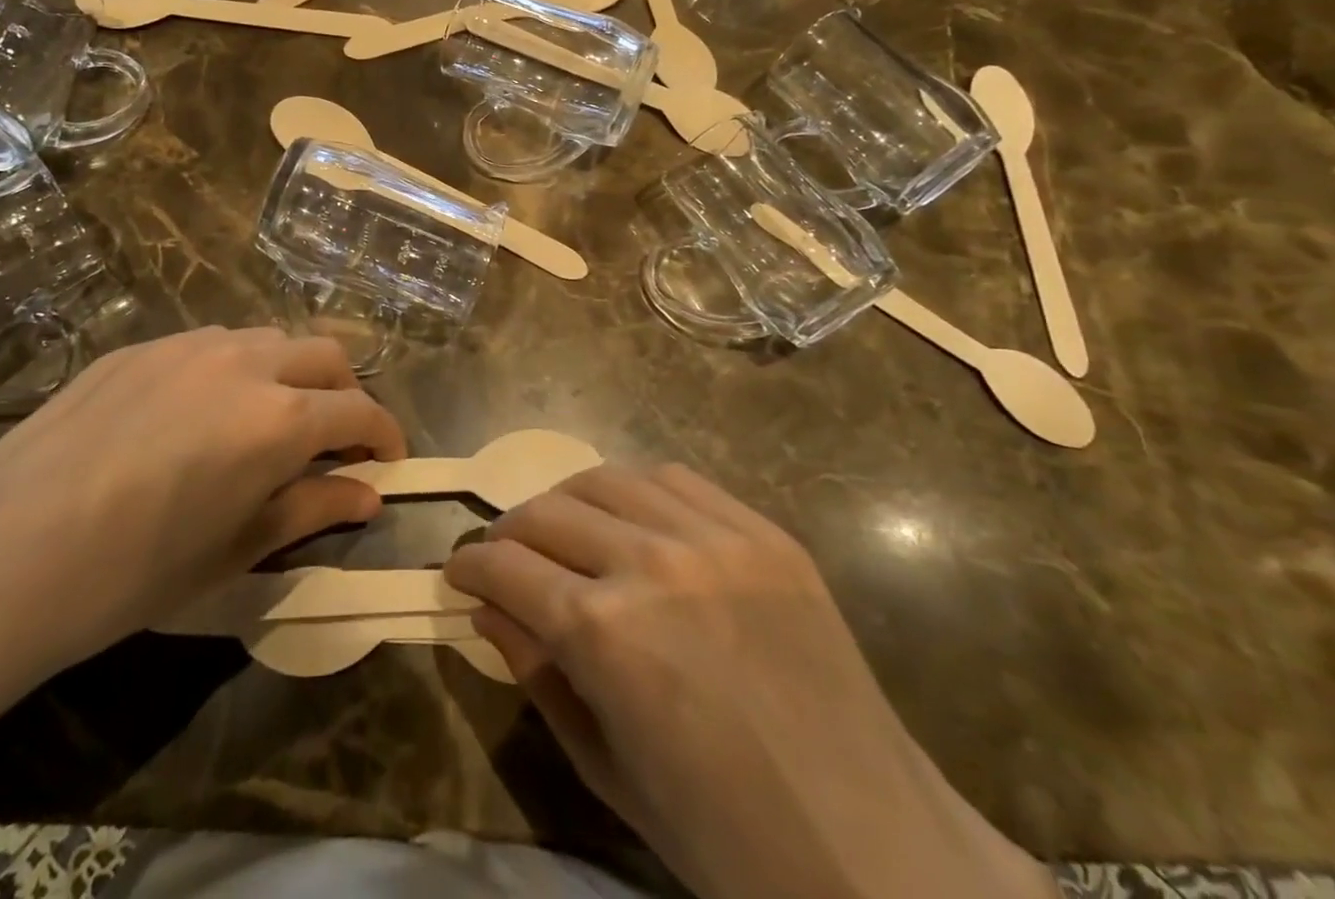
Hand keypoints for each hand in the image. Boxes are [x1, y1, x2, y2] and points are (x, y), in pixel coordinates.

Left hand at [0, 326, 403, 725]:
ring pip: (267, 339)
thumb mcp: (233, 553)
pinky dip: (233, 370)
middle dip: (345, 392)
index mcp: (278, 418)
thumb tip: (368, 495)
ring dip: (289, 374)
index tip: (389, 462)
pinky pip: (209, 344)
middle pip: (324, 354)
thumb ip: (311, 510)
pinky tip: (197, 416)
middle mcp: (244, 362)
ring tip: (266, 423)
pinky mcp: (136, 347)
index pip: (359, 410)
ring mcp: (185, 345)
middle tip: (334, 440)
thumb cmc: (127, 576)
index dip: (385, 435)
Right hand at [444, 465, 1053, 898]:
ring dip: (566, 499)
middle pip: (548, 511)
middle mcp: (651, 562)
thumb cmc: (725, 840)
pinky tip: (630, 518)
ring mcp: (715, 538)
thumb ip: (538, 673)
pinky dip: (635, 490)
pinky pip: (677, 479)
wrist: (876, 856)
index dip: (470, 567)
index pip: (506, 568)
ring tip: (560, 528)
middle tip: (503, 558)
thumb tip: (488, 608)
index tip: (457, 572)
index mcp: (604, 634)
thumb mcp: (606, 767)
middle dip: (509, 534)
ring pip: (607, 478)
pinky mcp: (764, 532)